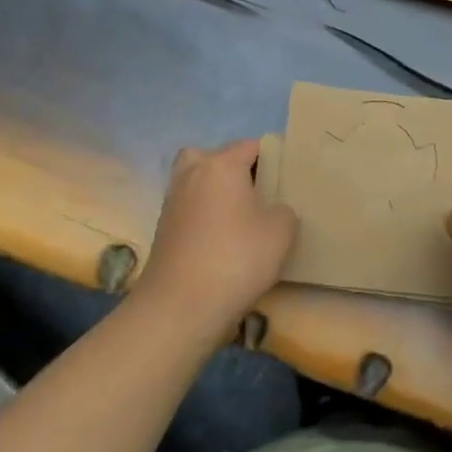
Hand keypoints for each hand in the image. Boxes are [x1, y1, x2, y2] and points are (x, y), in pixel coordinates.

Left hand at [130, 139, 295, 342]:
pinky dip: (203, 214)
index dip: (272, 155)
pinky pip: (189, 207)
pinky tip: (222, 238)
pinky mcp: (163, 229)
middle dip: (232, 167)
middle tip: (255, 190)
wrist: (180, 305)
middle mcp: (192, 174)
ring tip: (240, 216)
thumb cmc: (236, 258)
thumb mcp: (280, 232)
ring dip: (214, 191)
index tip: (288, 174)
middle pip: (212, 156)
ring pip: (196, 181)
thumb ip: (283, 211)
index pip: (250, 145)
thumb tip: (273, 210)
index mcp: (221, 165)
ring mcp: (173, 201)